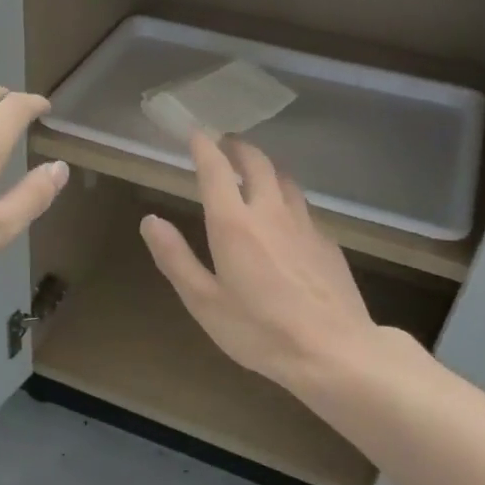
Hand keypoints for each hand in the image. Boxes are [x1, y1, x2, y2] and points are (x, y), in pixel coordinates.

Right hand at [141, 135, 397, 396]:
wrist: (333, 351)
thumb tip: (150, 220)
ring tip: (254, 171)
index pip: (216, 170)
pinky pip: (302, 205)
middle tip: (225, 144)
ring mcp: (304, 224)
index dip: (204, 147)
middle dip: (237, 147)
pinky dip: (286, 195)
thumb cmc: (260, 330)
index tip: (196, 133)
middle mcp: (270, 212)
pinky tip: (284, 215)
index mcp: (234, 224)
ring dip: (265, 166)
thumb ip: (176, 258)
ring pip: (285, 179)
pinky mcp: (327, 241)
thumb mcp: (204, 302)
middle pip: (257, 162)